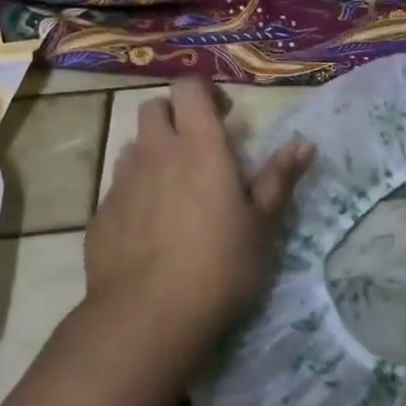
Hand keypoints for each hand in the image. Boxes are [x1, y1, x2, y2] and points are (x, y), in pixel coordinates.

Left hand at [85, 79, 313, 355]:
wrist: (148, 317)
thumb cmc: (220, 265)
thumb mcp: (262, 225)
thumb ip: (279, 179)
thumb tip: (304, 143)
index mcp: (199, 146)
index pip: (189, 88)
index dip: (205, 92)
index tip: (225, 116)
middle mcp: (155, 153)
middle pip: (153, 108)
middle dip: (175, 116)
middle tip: (199, 147)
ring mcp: (122, 183)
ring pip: (134, 147)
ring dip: (154, 154)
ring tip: (176, 189)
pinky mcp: (101, 215)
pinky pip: (119, 188)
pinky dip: (137, 193)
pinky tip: (152, 229)